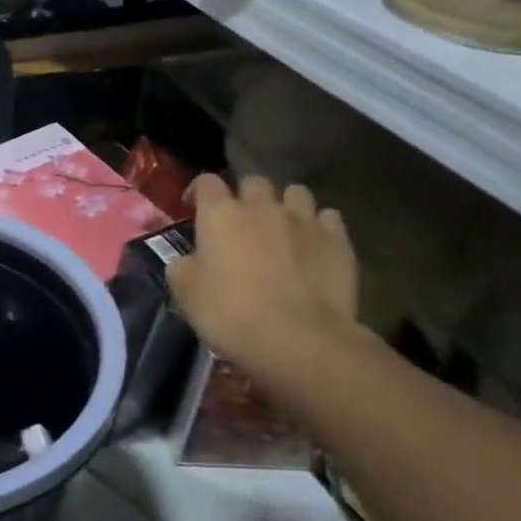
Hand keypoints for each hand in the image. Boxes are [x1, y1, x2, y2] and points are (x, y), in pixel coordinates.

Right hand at [167, 174, 361, 395]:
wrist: (298, 338)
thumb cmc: (230, 313)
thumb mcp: (185, 293)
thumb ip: (182, 267)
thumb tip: (189, 260)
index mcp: (220, 214)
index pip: (207, 182)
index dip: (199, 192)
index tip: (194, 208)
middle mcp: (262, 207)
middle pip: (253, 182)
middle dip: (245, 197)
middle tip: (241, 223)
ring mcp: (304, 219)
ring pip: (296, 193)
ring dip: (285, 205)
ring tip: (282, 229)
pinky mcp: (338, 239)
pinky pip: (328, 218)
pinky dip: (318, 227)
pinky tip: (313, 246)